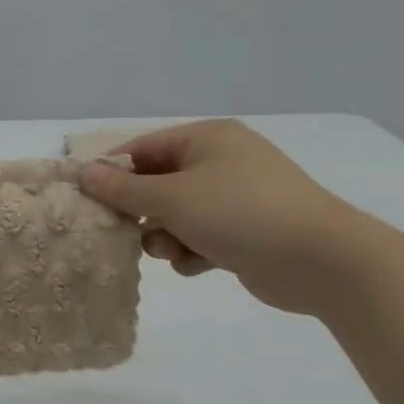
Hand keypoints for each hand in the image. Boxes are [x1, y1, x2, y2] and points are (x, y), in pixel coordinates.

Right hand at [78, 120, 370, 314]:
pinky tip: (198, 264)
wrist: (321, 261)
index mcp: (207, 139)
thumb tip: (82, 171)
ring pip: (176, 214)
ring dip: (165, 236)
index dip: (112, 172)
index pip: (143, 148)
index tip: (87, 200)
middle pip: (157, 183)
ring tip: (173, 251)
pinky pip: (200, 236)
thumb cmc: (240, 213)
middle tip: (127, 232)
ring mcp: (235, 197)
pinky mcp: (245, 232)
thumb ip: (123, 188)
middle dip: (142, 211)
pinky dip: (192, 251)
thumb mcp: (172, 198)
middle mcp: (221, 162)